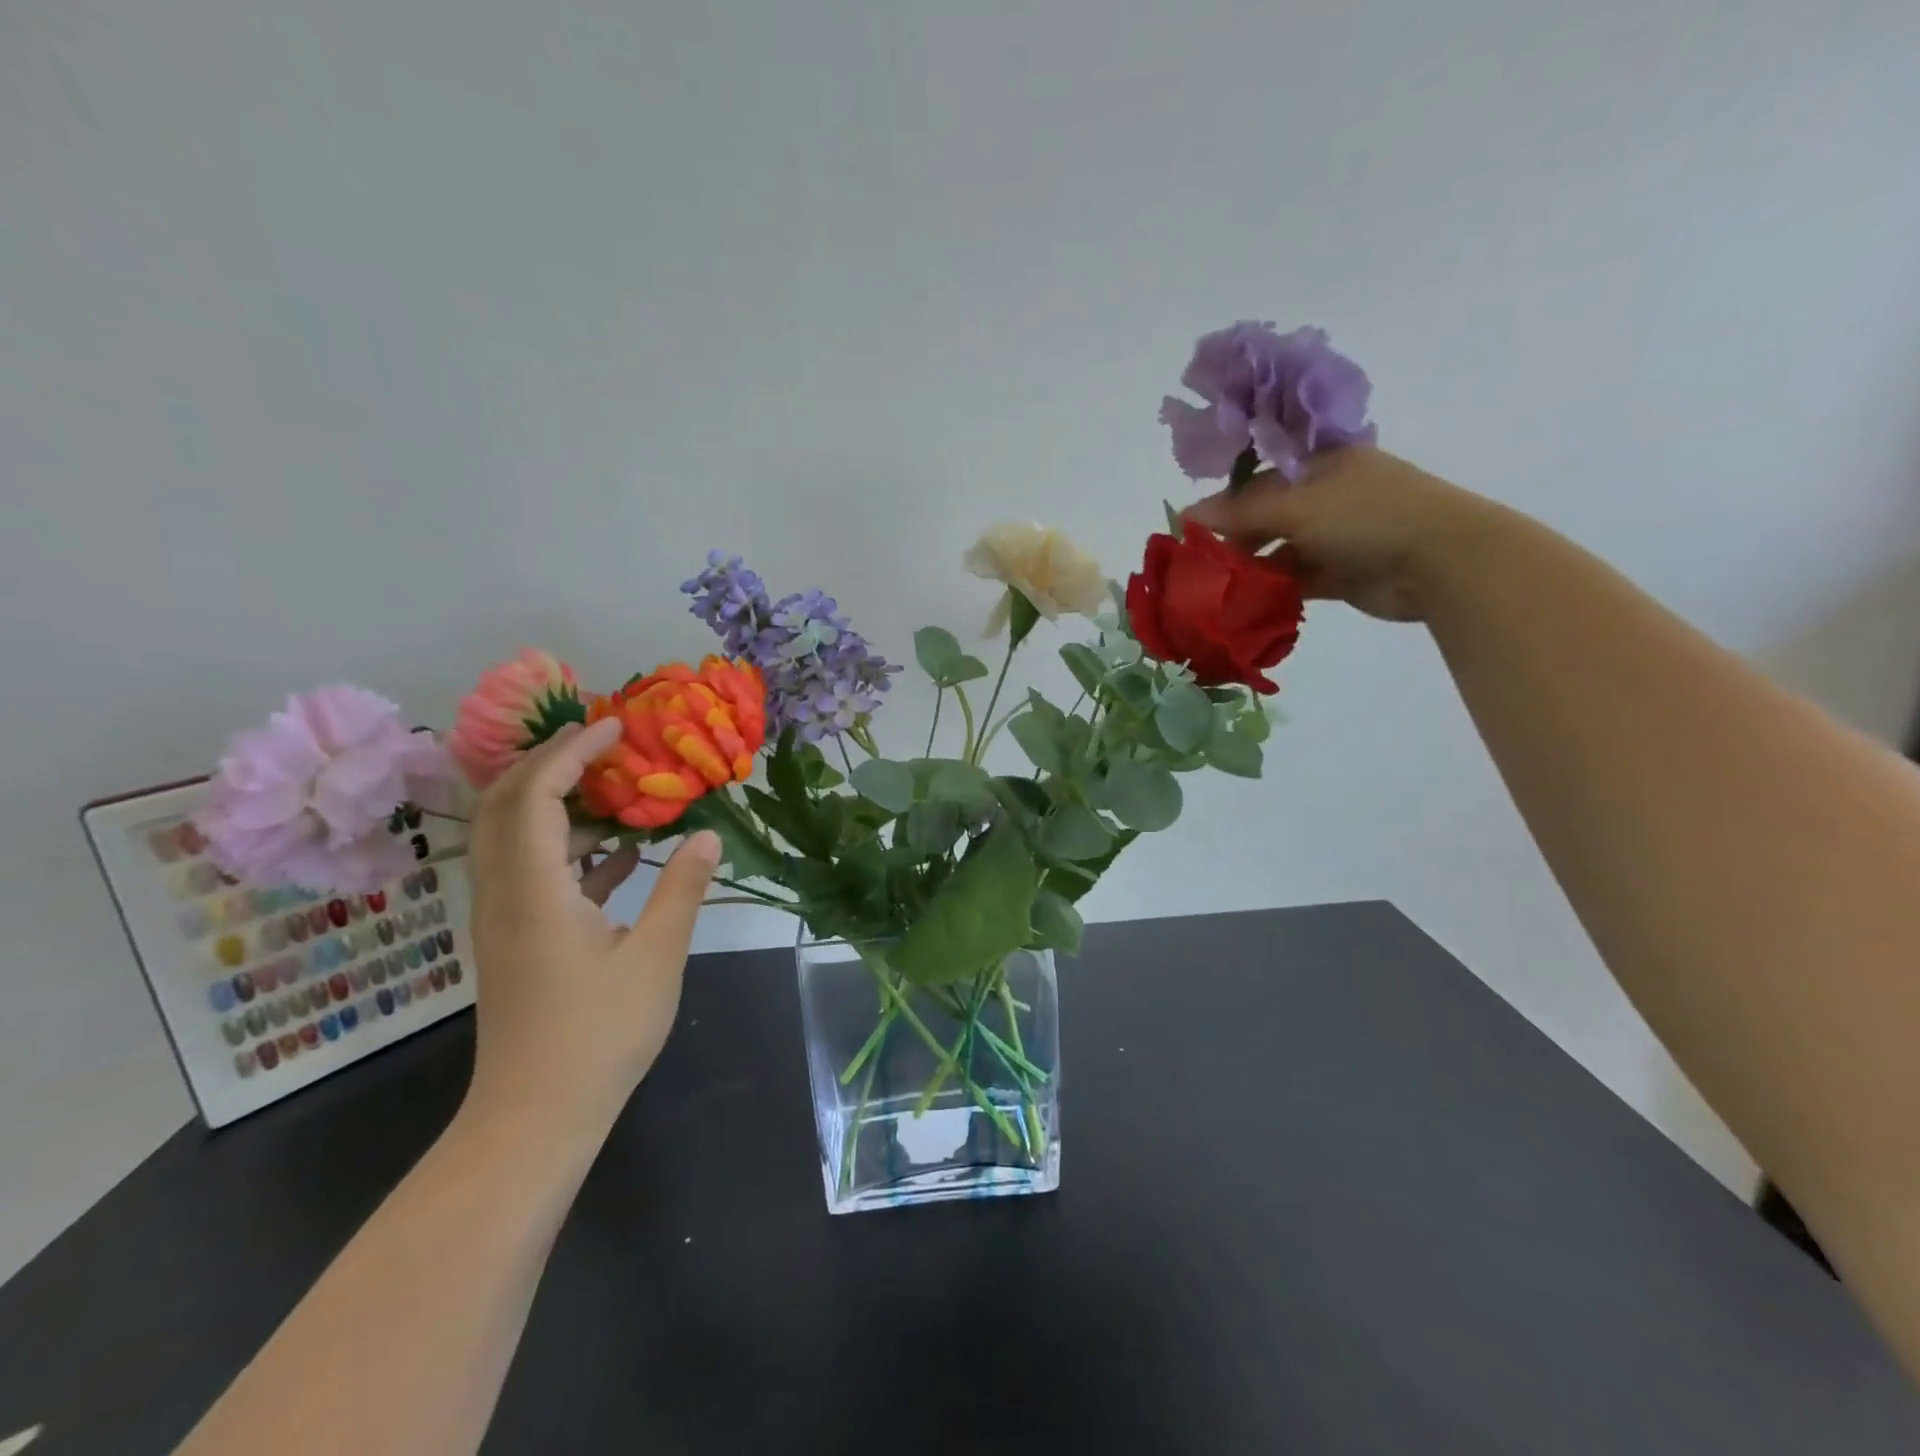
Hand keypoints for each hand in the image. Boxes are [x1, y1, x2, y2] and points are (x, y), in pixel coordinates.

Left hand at [461, 718, 721, 1142]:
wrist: (535, 1117)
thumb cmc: (598, 1035)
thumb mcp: (656, 957)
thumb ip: (682, 889)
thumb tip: (708, 835)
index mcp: (534, 890)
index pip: (536, 795)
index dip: (571, 752)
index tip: (614, 729)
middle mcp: (505, 894)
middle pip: (507, 804)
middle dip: (550, 762)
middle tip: (604, 743)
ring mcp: (505, 918)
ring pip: (514, 836)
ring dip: (557, 800)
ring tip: (615, 785)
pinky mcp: (516, 939)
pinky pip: (532, 871)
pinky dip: (568, 846)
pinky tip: (620, 853)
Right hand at [1184, 446, 1498, 623]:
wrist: (1441, 561)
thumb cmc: (1367, 516)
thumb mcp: (1297, 505)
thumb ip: (1240, 511)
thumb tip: (1185, 514)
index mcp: (1320, 464)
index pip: (1259, 477)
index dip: (1224, 500)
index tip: (1190, 528)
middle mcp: (1327, 496)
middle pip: (1266, 516)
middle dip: (1234, 539)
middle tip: (1200, 564)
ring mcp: (1335, 535)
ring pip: (1278, 550)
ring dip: (1251, 568)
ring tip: (1217, 589)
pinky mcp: (1340, 573)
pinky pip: (1295, 579)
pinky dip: (1273, 590)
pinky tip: (1245, 603)